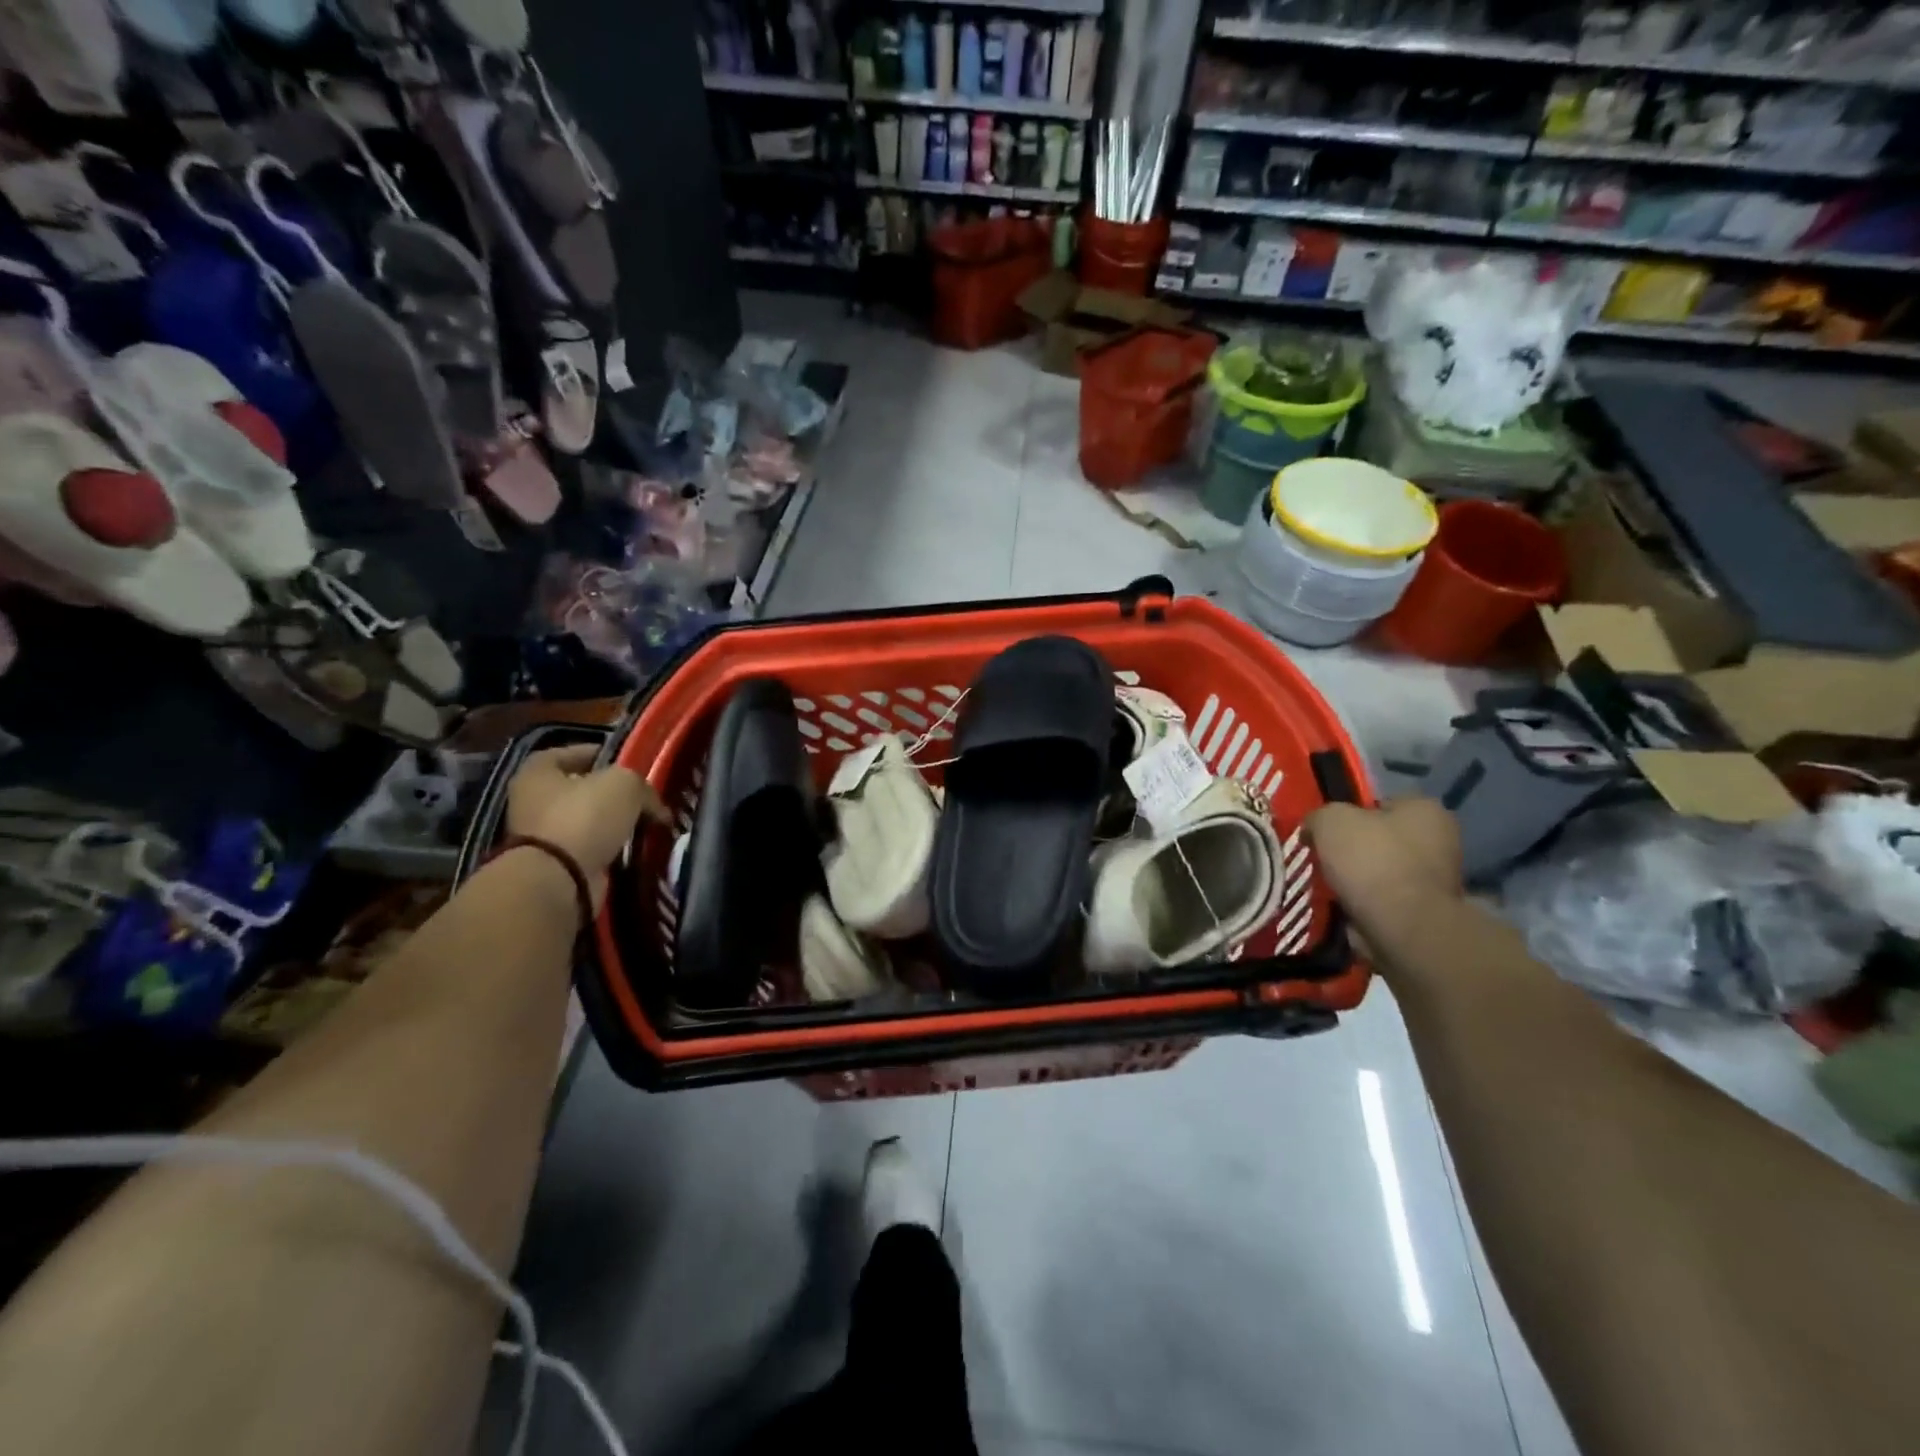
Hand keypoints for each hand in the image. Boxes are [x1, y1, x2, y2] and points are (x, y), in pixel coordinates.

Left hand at [506, 745, 667, 903]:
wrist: (560, 878)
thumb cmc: (584, 817)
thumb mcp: (624, 785)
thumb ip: (643, 787)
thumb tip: (657, 808)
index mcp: (537, 773)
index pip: (571, 752)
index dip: (602, 753)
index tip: (631, 761)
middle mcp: (533, 801)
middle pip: (582, 789)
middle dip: (614, 794)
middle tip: (646, 796)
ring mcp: (542, 836)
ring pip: (590, 821)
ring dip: (616, 824)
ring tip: (649, 823)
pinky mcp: (557, 864)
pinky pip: (592, 849)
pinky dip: (612, 849)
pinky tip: (637, 848)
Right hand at [1306, 798, 1463, 946]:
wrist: (1401, 926)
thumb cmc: (1371, 861)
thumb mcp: (1330, 821)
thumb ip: (1319, 816)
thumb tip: (1313, 828)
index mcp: (1424, 809)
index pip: (1380, 804)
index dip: (1349, 815)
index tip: (1326, 832)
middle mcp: (1440, 840)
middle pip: (1382, 839)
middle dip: (1354, 850)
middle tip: (1325, 860)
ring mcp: (1438, 879)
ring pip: (1383, 871)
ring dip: (1359, 879)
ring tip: (1330, 887)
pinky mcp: (1428, 912)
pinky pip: (1386, 900)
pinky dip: (1366, 904)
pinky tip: (1346, 907)